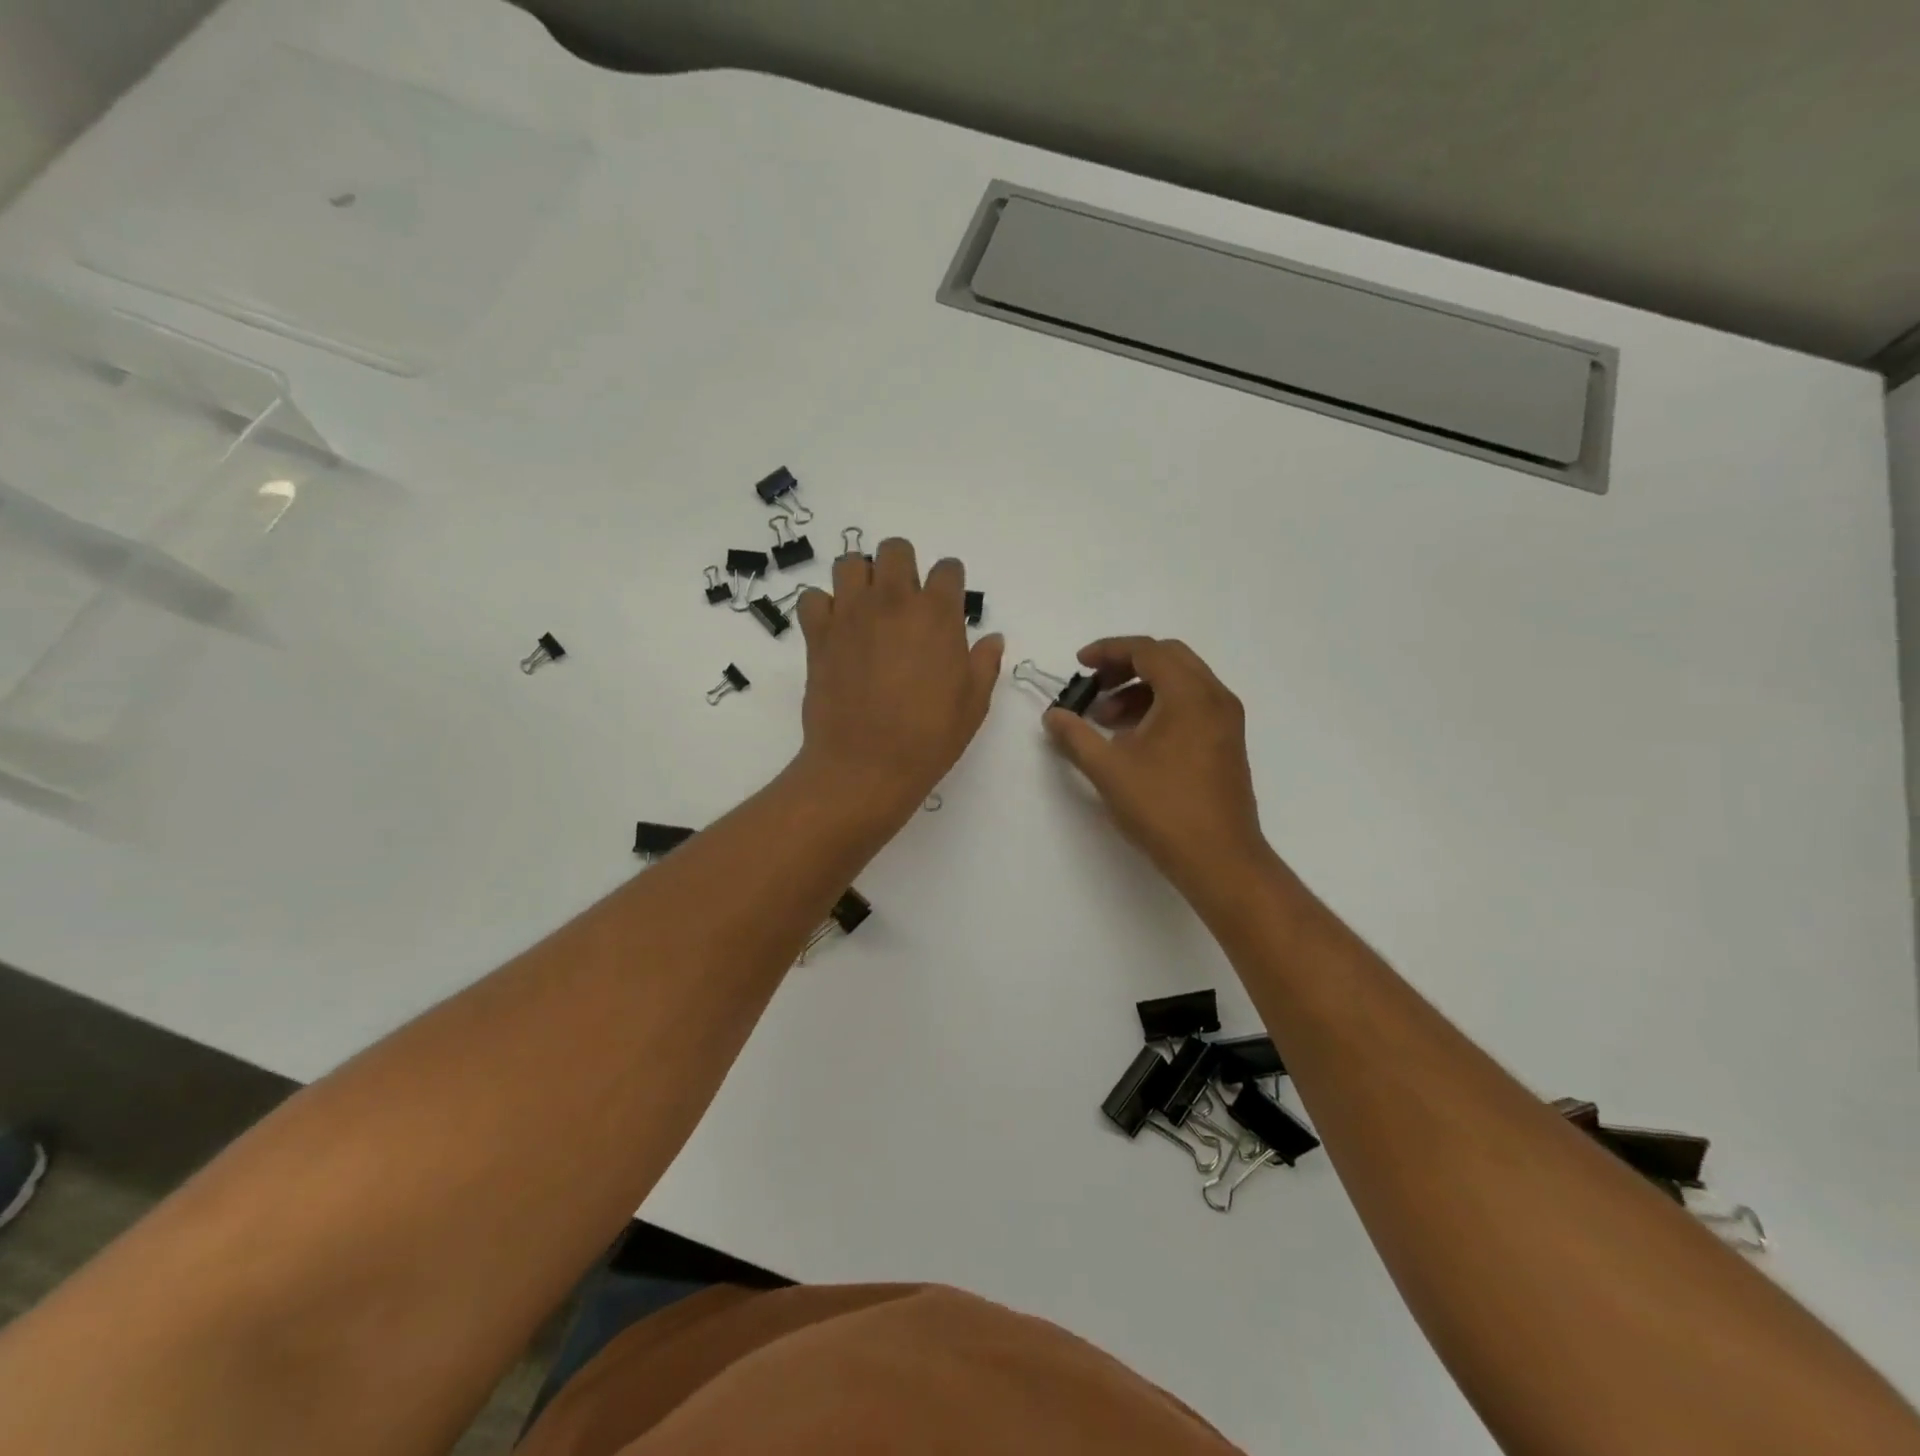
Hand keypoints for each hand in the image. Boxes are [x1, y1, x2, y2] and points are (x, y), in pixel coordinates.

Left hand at [792, 537, 1003, 818]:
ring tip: (868, 610)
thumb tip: (992, 639)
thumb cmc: (929, 737)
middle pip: (895, 550)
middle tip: (905, 602)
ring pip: (850, 564)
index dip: (950, 583)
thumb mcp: (973, 704)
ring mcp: (851, 614)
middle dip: (904, 567)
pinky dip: (824, 607)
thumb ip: (984, 664)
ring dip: (862, 579)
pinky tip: (836, 630)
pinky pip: (813, 598)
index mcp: (937, 614)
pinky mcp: (819, 634)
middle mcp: (893, 601)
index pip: (948, 569)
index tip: (947, 605)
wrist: (866, 765)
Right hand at [1042, 637, 1268, 901]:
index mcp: (1189, 694)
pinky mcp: (1227, 743)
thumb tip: (1053, 715)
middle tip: (1093, 687)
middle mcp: (1214, 697)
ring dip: (1141, 690)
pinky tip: (1134, 739)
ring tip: (1106, 720)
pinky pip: (1191, 705)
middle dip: (1125, 667)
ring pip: (1181, 683)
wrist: (1220, 859)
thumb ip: (1076, 736)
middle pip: (1167, 659)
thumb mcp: (1109, 770)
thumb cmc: (1164, 809)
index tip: (1079, 665)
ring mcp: (1226, 721)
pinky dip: (1160, 707)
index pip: (1147, 651)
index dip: (1108, 651)